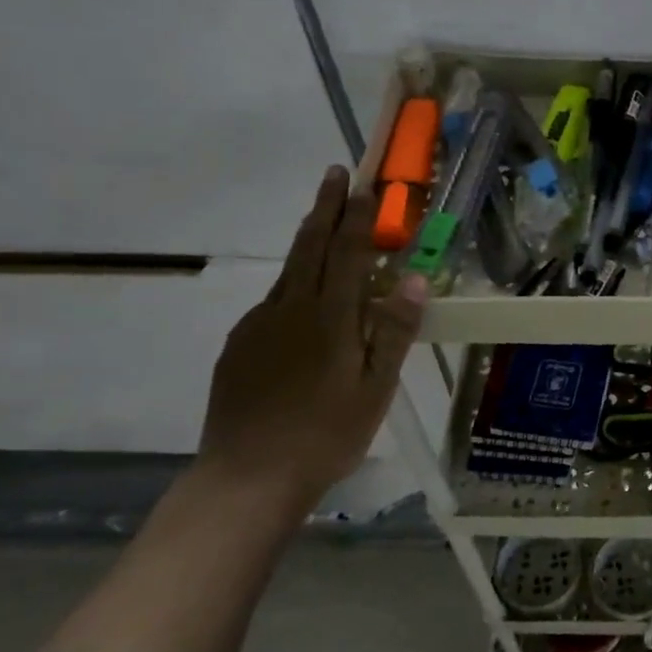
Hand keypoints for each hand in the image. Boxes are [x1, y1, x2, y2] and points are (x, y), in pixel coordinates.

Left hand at [196, 166, 426, 507]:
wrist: (247, 478)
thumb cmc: (326, 435)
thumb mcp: (375, 388)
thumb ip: (393, 331)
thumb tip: (412, 277)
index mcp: (329, 318)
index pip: (346, 252)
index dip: (357, 216)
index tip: (364, 184)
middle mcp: (289, 309)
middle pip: (309, 246)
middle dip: (325, 207)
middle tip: (335, 173)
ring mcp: (258, 326)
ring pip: (288, 271)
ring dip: (308, 240)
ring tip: (324, 225)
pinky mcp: (238, 346)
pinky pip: (272, 303)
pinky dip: (293, 285)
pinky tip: (303, 303)